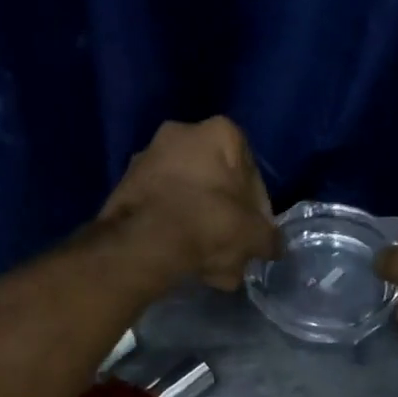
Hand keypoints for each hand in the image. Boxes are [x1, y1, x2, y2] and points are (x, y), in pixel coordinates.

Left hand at [100, 117, 279, 290]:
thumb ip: (269, 238)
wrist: (144, 242)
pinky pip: (162, 207)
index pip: (252, 175)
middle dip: (225, 217)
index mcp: (221, 132)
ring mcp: (148, 156)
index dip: (258, 211)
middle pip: (216, 183)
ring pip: (188, 196)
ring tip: (209, 264)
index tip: (256, 237)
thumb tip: (272, 247)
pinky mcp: (125, 183)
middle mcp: (182, 132)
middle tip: (233, 249)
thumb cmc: (210, 223)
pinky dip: (174, 228)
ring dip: (199, 225)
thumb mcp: (255, 236)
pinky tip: (184, 259)